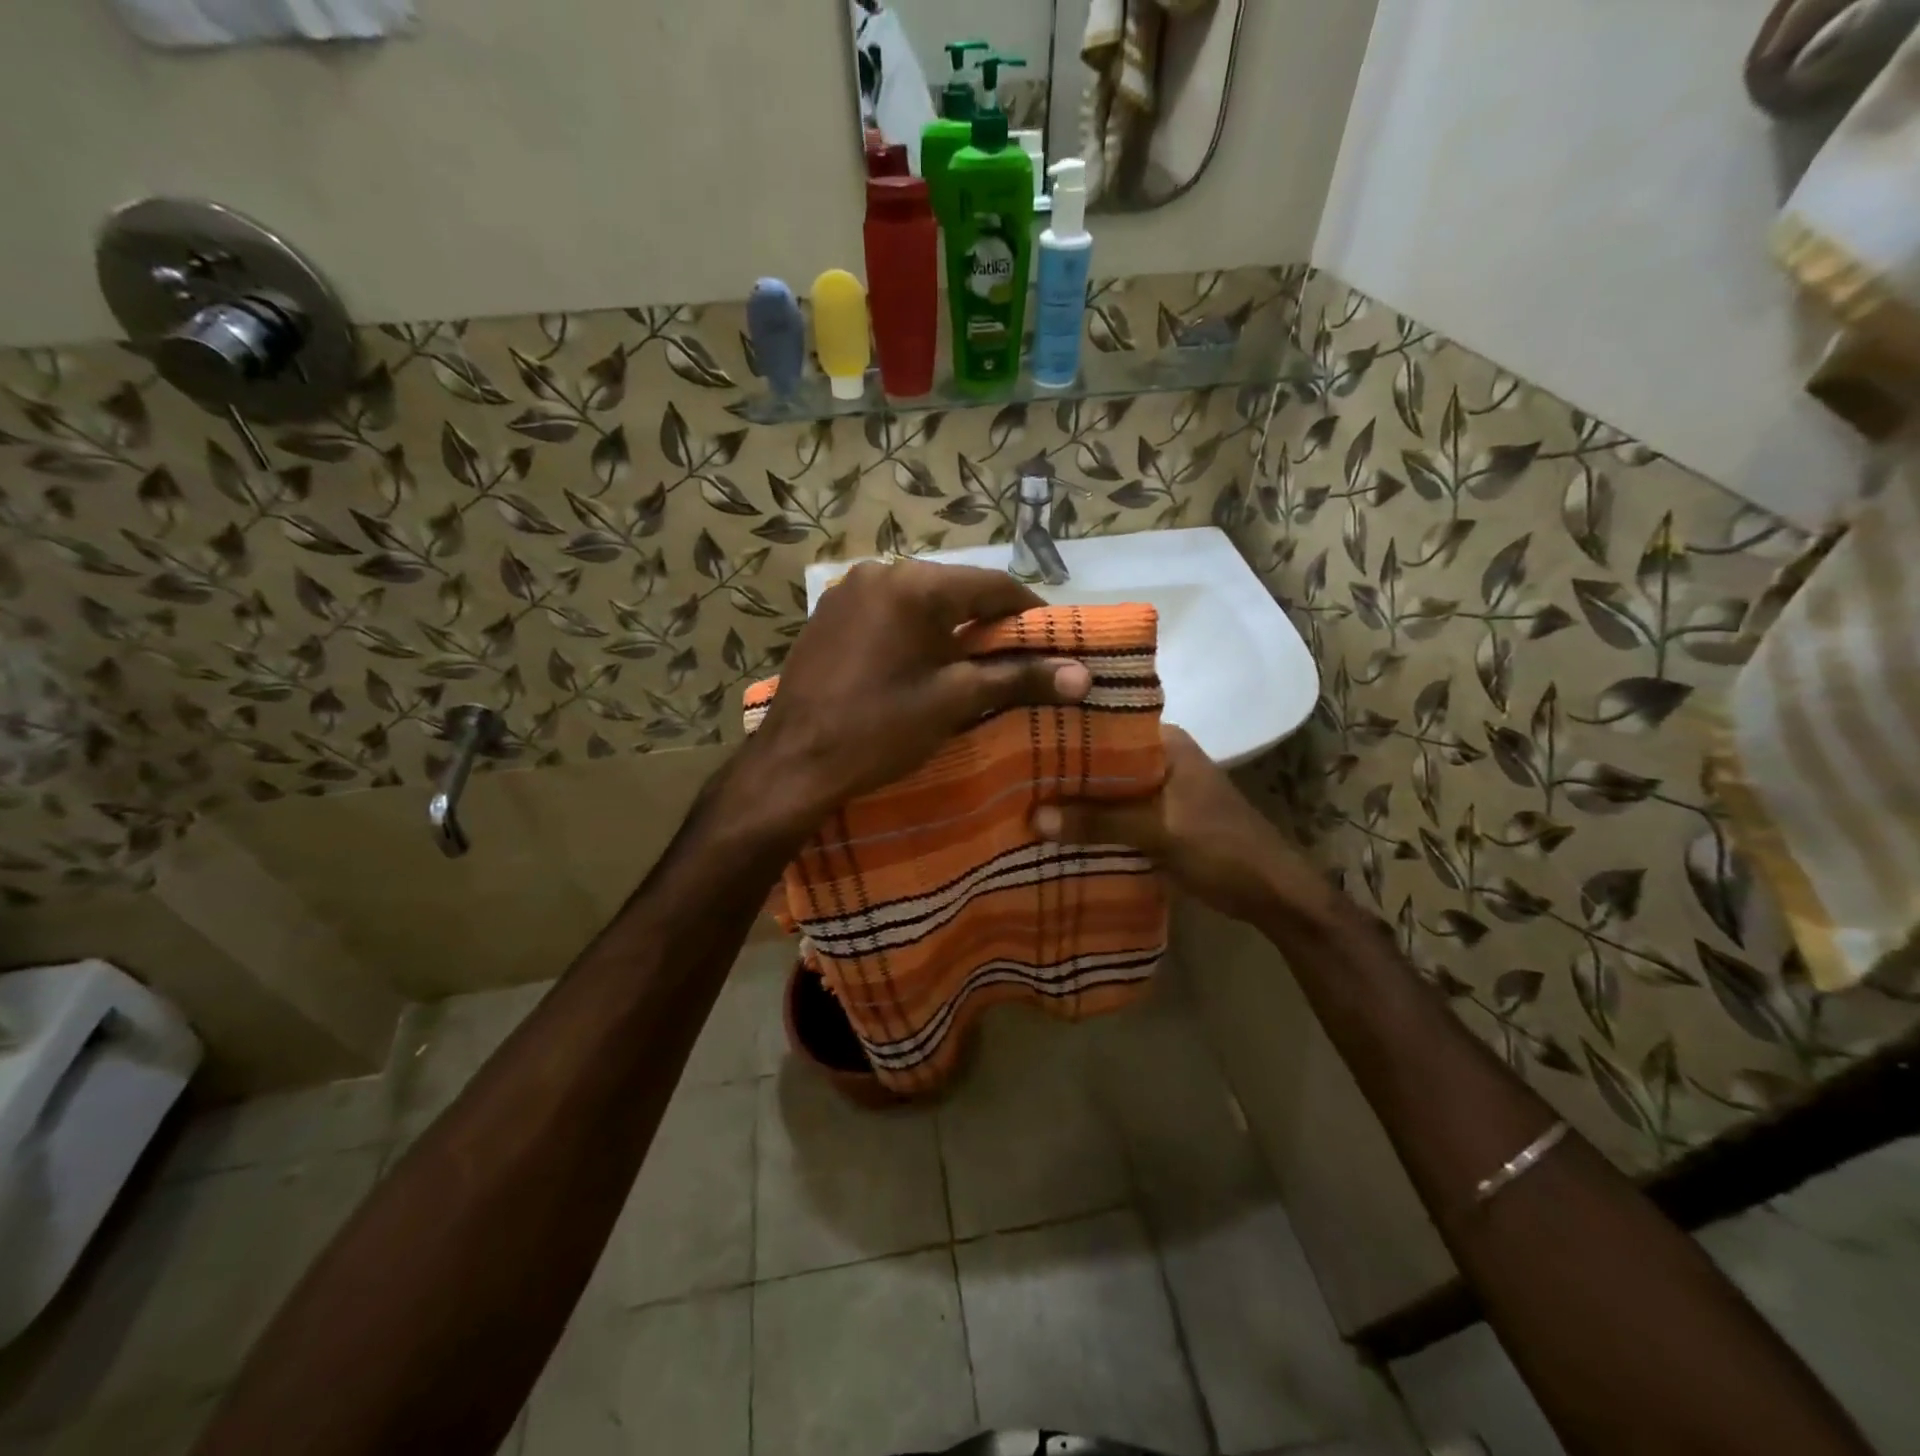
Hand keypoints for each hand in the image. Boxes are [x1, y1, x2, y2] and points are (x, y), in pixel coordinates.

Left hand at [749, 559, 1090, 822]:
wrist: (794, 762)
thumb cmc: (880, 729)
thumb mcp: (955, 701)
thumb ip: (1020, 679)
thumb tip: (1084, 676)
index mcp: (916, 584)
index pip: (994, 586)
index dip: (1029, 613)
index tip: (1052, 643)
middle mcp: (880, 571)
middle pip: (955, 589)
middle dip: (987, 622)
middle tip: (1012, 660)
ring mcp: (847, 590)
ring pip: (919, 600)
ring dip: (949, 627)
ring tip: (968, 666)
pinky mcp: (827, 613)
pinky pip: (886, 612)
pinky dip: (912, 631)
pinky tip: (918, 664)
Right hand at [1030, 725, 1336, 928]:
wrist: (1271, 893)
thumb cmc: (1221, 847)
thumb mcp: (1158, 830)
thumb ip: (1099, 820)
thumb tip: (1034, 817)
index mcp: (1165, 742)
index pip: (1105, 723)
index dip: (1065, 731)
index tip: (1019, 734)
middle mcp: (1158, 758)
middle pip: (1100, 759)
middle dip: (1062, 769)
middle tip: (1008, 770)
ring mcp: (1157, 790)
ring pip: (1104, 788)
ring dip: (1073, 797)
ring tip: (1020, 797)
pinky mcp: (1155, 819)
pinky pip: (1113, 813)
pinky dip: (1089, 820)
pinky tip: (1053, 828)